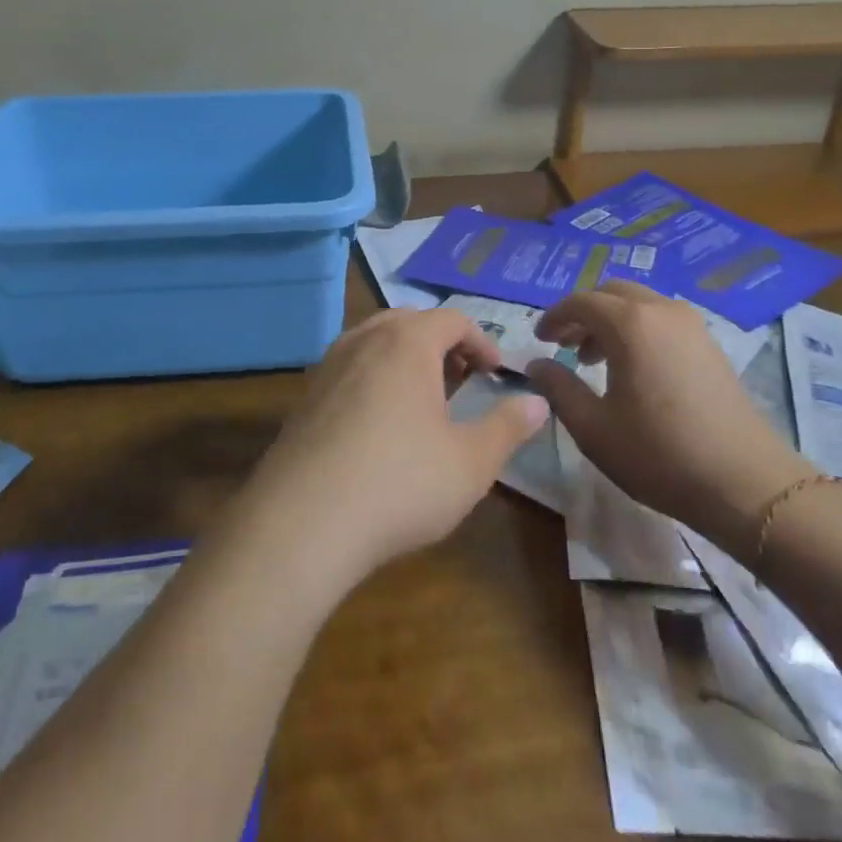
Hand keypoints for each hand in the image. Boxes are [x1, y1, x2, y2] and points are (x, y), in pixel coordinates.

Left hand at [244, 308, 548, 587]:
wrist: (303, 521)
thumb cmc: (400, 483)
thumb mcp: (471, 462)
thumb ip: (507, 427)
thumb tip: (538, 402)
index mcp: (407, 342)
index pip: (452, 319)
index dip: (482, 341)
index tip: (497, 374)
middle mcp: (363, 340)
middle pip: (409, 321)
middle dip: (442, 344)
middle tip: (462, 379)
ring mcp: (328, 366)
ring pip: (374, 342)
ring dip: (405, 359)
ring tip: (423, 400)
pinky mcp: (304, 397)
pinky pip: (348, 369)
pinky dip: (373, 379)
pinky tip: (379, 426)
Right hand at [526, 282, 811, 555]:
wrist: (746, 484)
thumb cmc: (659, 454)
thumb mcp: (593, 427)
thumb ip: (558, 388)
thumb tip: (536, 365)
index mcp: (630, 323)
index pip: (581, 301)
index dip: (554, 317)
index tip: (539, 340)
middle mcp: (662, 311)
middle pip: (612, 293)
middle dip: (583, 313)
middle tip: (564, 345)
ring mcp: (692, 326)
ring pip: (640, 304)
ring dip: (611, 321)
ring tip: (594, 359)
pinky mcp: (711, 345)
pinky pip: (662, 320)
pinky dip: (638, 330)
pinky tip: (633, 369)